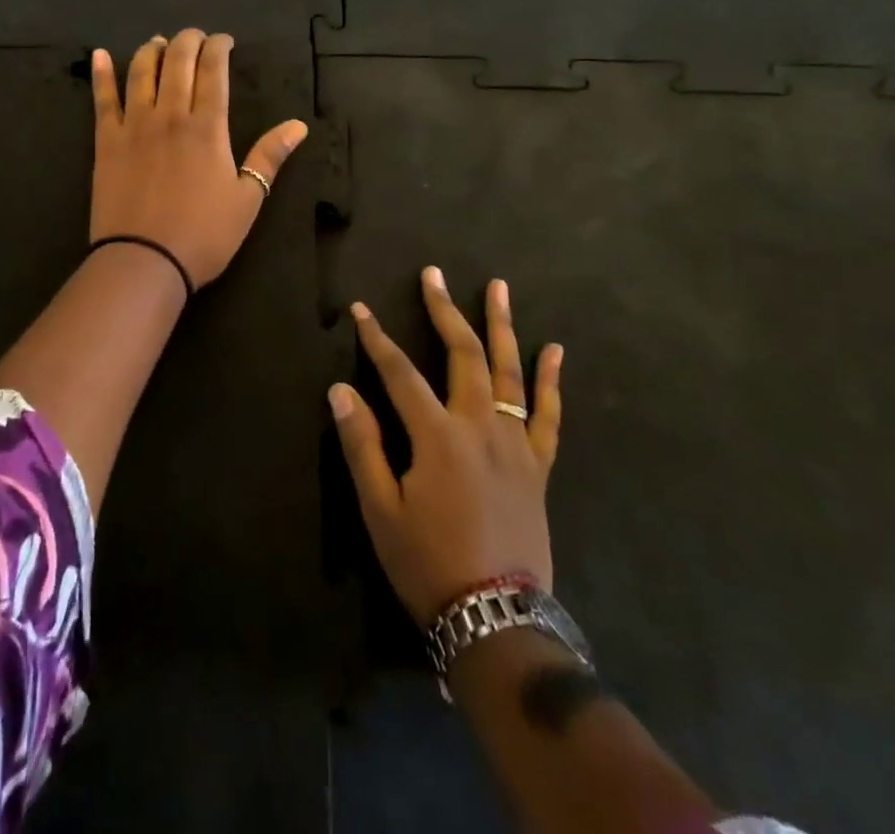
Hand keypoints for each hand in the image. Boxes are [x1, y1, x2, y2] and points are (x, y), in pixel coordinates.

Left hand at [89, 29, 307, 287]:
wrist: (144, 261)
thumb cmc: (203, 235)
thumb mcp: (248, 199)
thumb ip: (270, 156)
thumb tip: (299, 125)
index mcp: (208, 127)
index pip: (213, 71)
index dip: (219, 48)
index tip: (224, 41)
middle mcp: (170, 115)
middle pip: (178, 62)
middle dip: (188, 41)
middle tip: (196, 37)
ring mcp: (134, 125)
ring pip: (142, 72)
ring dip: (152, 50)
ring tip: (158, 42)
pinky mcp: (106, 141)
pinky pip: (103, 99)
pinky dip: (102, 74)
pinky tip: (100, 55)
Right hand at [329, 268, 563, 623]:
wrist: (496, 619)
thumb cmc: (428, 563)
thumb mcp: (380, 509)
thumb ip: (361, 445)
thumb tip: (341, 390)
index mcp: (437, 436)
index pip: (400, 372)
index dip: (377, 338)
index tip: (361, 309)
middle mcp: (479, 426)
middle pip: (462, 354)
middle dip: (444, 311)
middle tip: (434, 275)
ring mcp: (515, 444)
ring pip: (509, 373)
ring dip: (502, 326)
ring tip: (499, 288)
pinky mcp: (538, 466)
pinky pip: (549, 416)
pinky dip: (551, 381)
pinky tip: (554, 351)